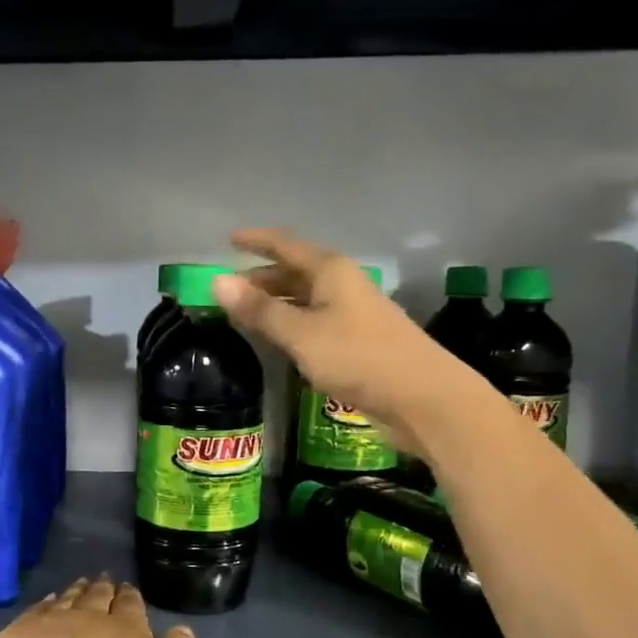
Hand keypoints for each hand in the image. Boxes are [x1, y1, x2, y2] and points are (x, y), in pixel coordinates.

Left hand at [0, 576, 199, 637]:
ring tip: (81, 585)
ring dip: (77, 591)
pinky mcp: (17, 633)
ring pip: (68, 598)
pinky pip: (37, 609)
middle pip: (99, 596)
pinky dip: (46, 603)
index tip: (129, 591)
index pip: (131, 605)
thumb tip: (183, 628)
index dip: (131, 597)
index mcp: (127, 630)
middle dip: (105, 588)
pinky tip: (47, 603)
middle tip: (105, 581)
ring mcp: (49, 621)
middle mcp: (89, 615)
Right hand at [214, 228, 464, 450]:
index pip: (286, 244)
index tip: (228, 239)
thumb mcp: (301, 334)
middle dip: (262, 277)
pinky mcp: (358, 341)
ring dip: (277, 302)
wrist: (421, 397)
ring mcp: (353, 313)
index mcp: (330, 270)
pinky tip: (280, 339)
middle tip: (229, 289)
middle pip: (296, 271)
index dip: (256, 240)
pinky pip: (316, 321)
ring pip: (306, 297)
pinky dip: (293, 323)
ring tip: (246, 313)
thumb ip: (260, 310)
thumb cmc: (358, 357)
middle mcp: (343, 284)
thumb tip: (217, 282)